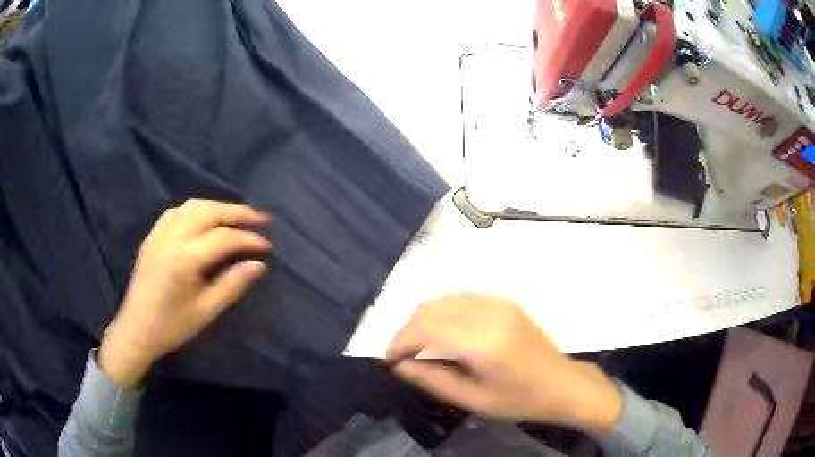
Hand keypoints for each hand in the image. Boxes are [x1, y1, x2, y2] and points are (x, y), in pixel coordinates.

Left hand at [99, 199, 272, 388]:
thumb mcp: (206, 311)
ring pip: (193, 207)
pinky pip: (176, 212)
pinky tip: (204, 219)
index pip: (224, 239)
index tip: (268, 246)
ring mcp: (159, 234)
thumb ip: (232, 285)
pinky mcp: (152, 236)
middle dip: (238, 212)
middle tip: (261, 218)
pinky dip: (196, 210)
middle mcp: (171, 237)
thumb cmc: (172, 327)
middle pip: (209, 212)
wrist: (136, 330)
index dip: (249, 239)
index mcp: (184, 259)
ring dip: (218, 207)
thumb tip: (259, 265)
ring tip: (236, 216)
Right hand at [386, 293, 622, 433]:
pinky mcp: (504, 301)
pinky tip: (444, 332)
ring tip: (420, 344)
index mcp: (483, 344)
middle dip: (407, 330)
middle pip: (430, 309)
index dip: (400, 341)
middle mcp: (489, 314)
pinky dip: (443, 311)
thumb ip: (431, 379)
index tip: (389, 358)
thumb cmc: (519, 400)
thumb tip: (398, 363)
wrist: (561, 383)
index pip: (425, 330)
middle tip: (402, 354)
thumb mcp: (472, 400)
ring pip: (443, 299)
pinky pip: (461, 297)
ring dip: (423, 318)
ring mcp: (499, 303)